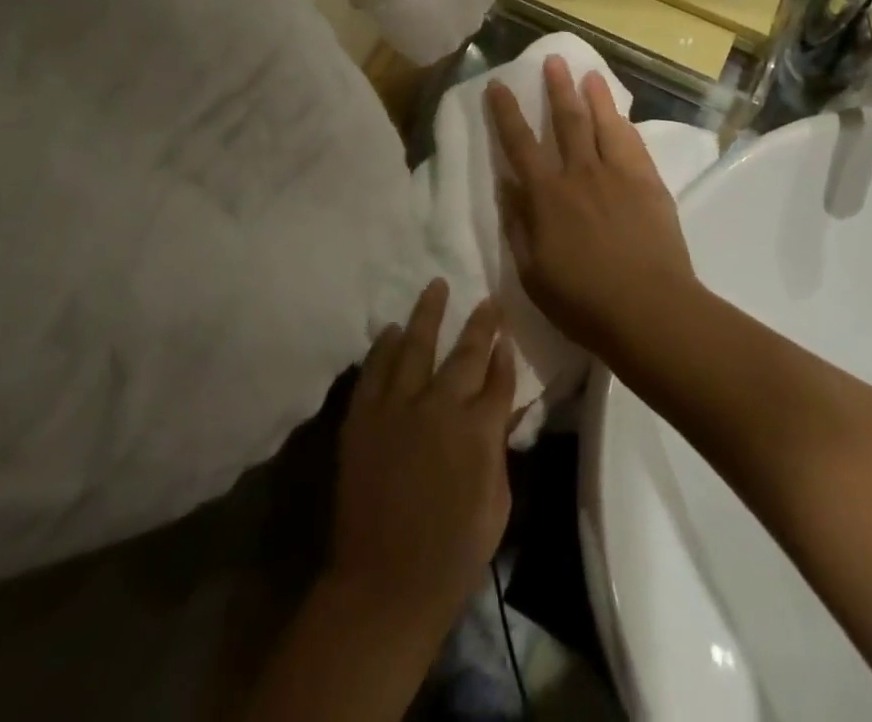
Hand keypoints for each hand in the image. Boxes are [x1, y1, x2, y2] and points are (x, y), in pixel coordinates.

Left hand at [329, 279, 515, 631]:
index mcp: (478, 430)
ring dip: (428, 314)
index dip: (505, 353)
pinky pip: (374, 370)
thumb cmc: (452, 554)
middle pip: (465, 353)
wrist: (384, 585)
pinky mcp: (364, 417)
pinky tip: (391, 329)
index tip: (507, 332)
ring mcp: (398, 408)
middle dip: (480, 323)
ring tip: (436, 285)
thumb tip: (504, 408)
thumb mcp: (496, 505)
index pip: (499, 378)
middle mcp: (440, 407)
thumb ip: (499, 448)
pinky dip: (384, 346)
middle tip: (487, 299)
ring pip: (416, 346)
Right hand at [486, 55, 698, 358]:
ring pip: (603, 123)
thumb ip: (518, 225)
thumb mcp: (533, 272)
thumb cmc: (583, 301)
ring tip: (588, 72)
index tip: (499, 85)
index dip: (506, 112)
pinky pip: (633, 143)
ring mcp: (618, 174)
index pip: (520, 144)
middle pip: (566, 120)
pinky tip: (620, 114)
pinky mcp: (649, 182)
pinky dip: (623, 123)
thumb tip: (506, 185)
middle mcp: (581, 173)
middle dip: (556, 88)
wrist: (650, 309)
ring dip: (594, 95)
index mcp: (547, 196)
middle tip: (552, 60)